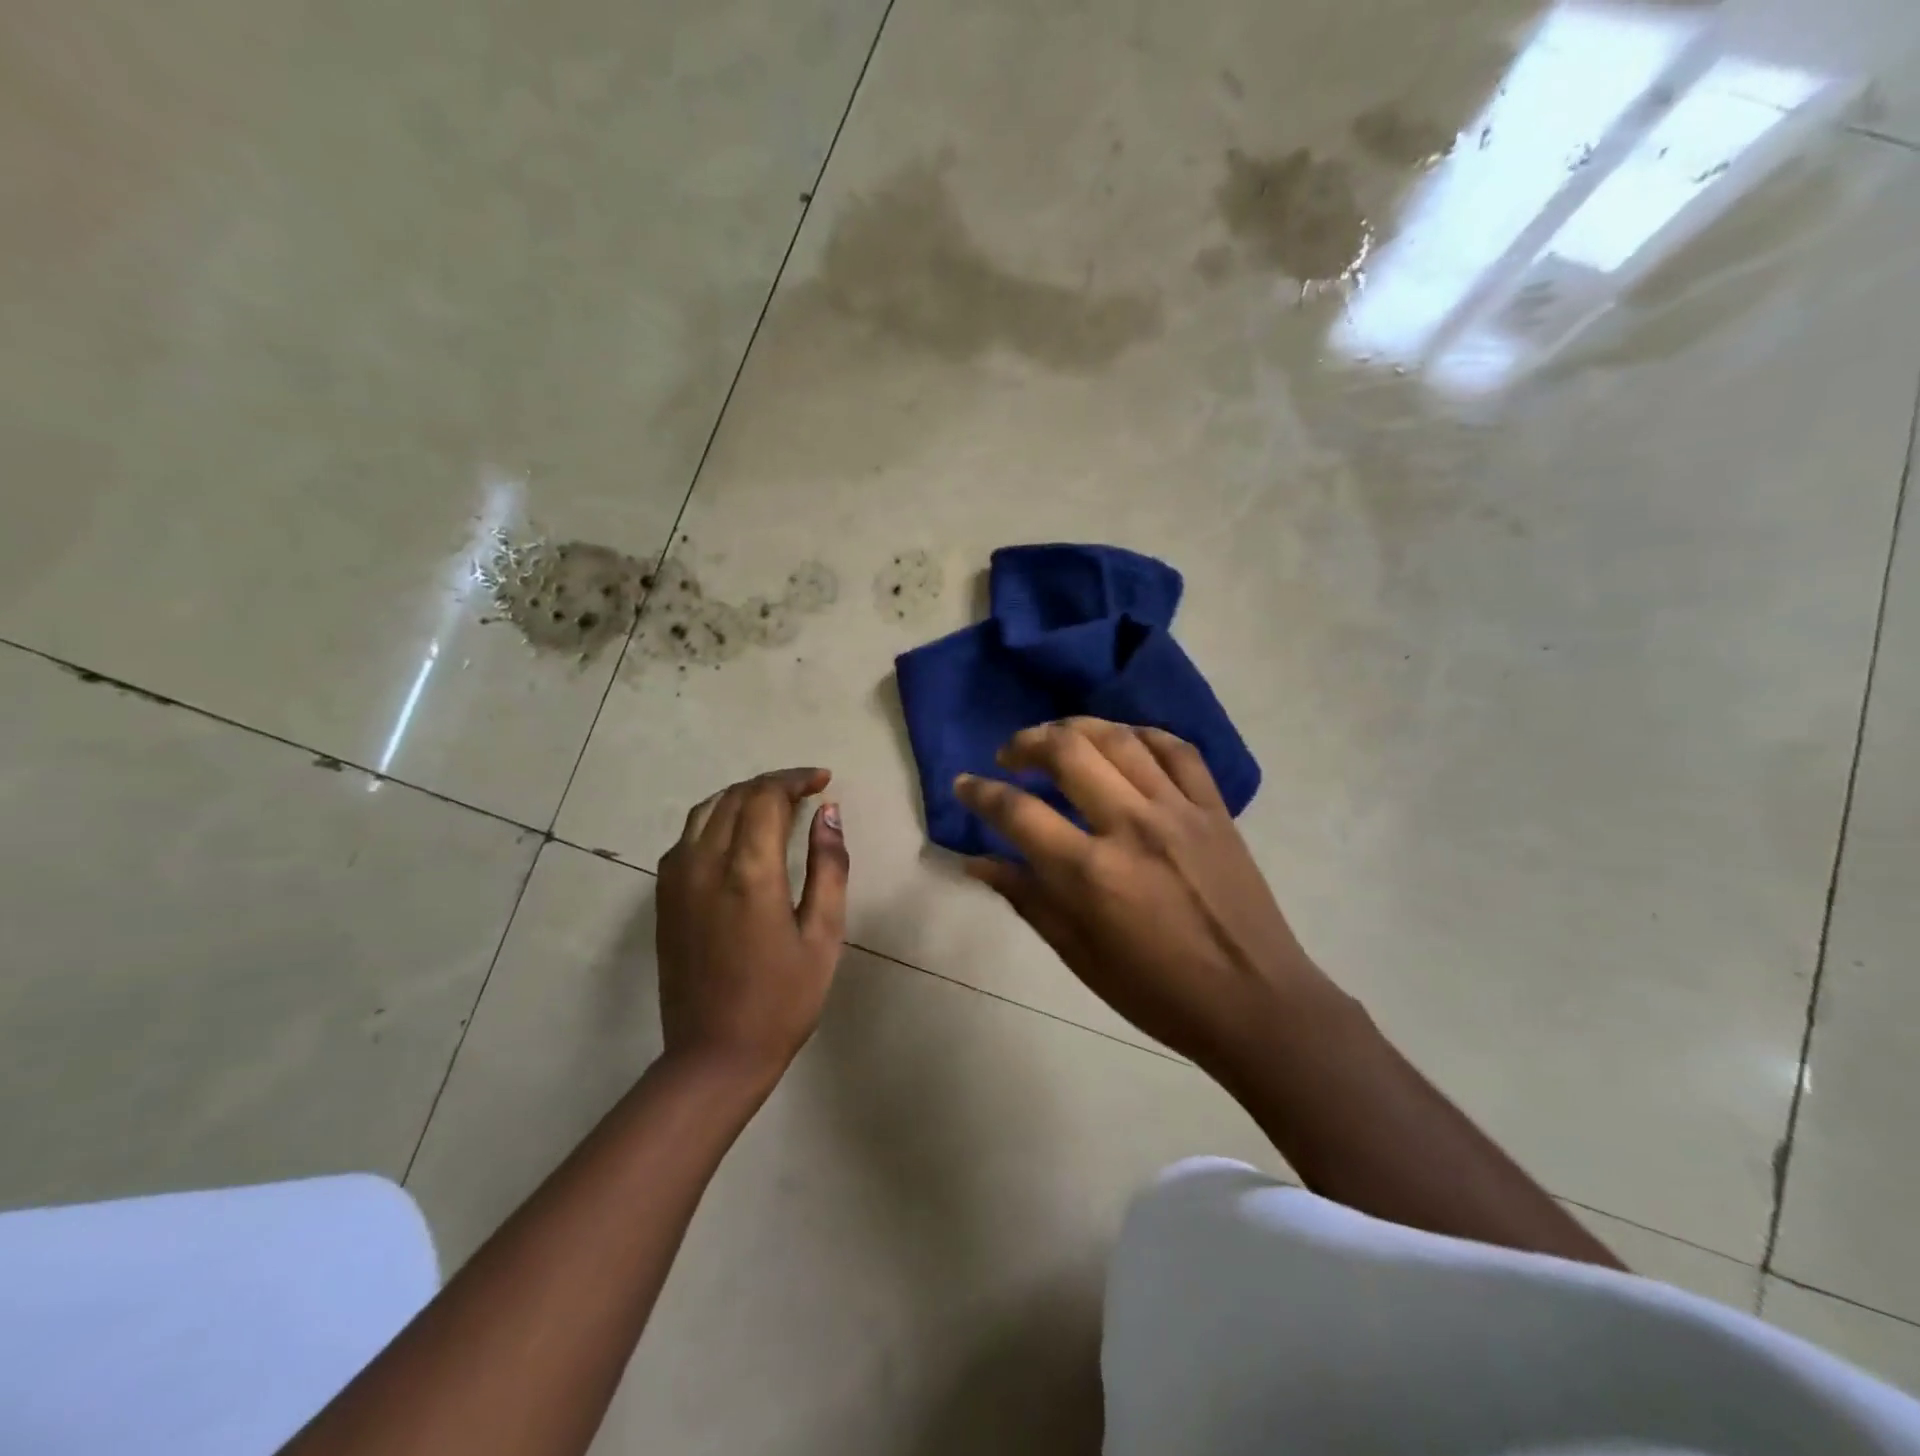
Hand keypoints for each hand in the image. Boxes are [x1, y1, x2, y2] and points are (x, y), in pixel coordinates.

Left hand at [655, 768, 849, 1086]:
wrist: (714, 1055)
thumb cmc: (782, 999)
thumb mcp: (823, 935)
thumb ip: (829, 867)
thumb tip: (829, 812)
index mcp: (748, 871)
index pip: (766, 796)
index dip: (795, 779)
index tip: (823, 780)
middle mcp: (704, 862)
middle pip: (735, 796)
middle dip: (772, 784)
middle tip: (806, 790)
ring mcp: (676, 878)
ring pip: (706, 810)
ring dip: (742, 797)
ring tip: (776, 805)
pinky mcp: (665, 896)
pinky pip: (688, 836)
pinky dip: (717, 819)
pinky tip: (739, 835)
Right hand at [958, 719, 1341, 1069]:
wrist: (1255, 1002)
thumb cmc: (1157, 992)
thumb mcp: (1079, 955)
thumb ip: (1027, 899)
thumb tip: (976, 861)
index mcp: (1091, 873)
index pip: (1018, 812)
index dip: (980, 793)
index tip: (964, 784)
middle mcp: (1131, 826)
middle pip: (1067, 752)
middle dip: (1026, 742)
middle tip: (1010, 756)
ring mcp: (1178, 810)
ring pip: (1118, 738)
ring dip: (1076, 727)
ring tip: (1056, 737)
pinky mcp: (1214, 808)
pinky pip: (1176, 749)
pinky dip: (1142, 734)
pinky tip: (1122, 740)